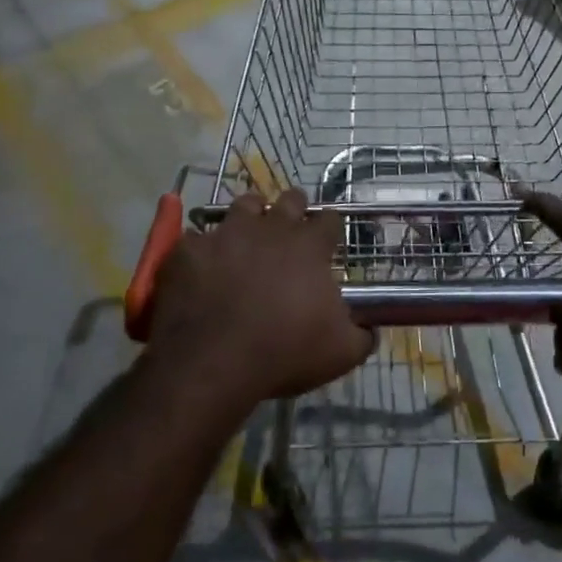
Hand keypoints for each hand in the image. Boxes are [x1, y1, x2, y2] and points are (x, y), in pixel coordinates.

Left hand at [147, 188, 373, 407]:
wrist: (213, 362)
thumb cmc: (284, 352)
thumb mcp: (340, 353)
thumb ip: (361, 335)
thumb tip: (370, 329)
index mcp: (308, 246)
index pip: (330, 220)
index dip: (331, 228)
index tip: (329, 241)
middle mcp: (270, 228)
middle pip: (289, 200)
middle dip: (294, 209)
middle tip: (290, 229)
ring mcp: (227, 233)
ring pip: (244, 204)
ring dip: (250, 215)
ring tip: (248, 235)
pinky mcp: (191, 248)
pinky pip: (198, 238)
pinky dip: (204, 249)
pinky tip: (204, 266)